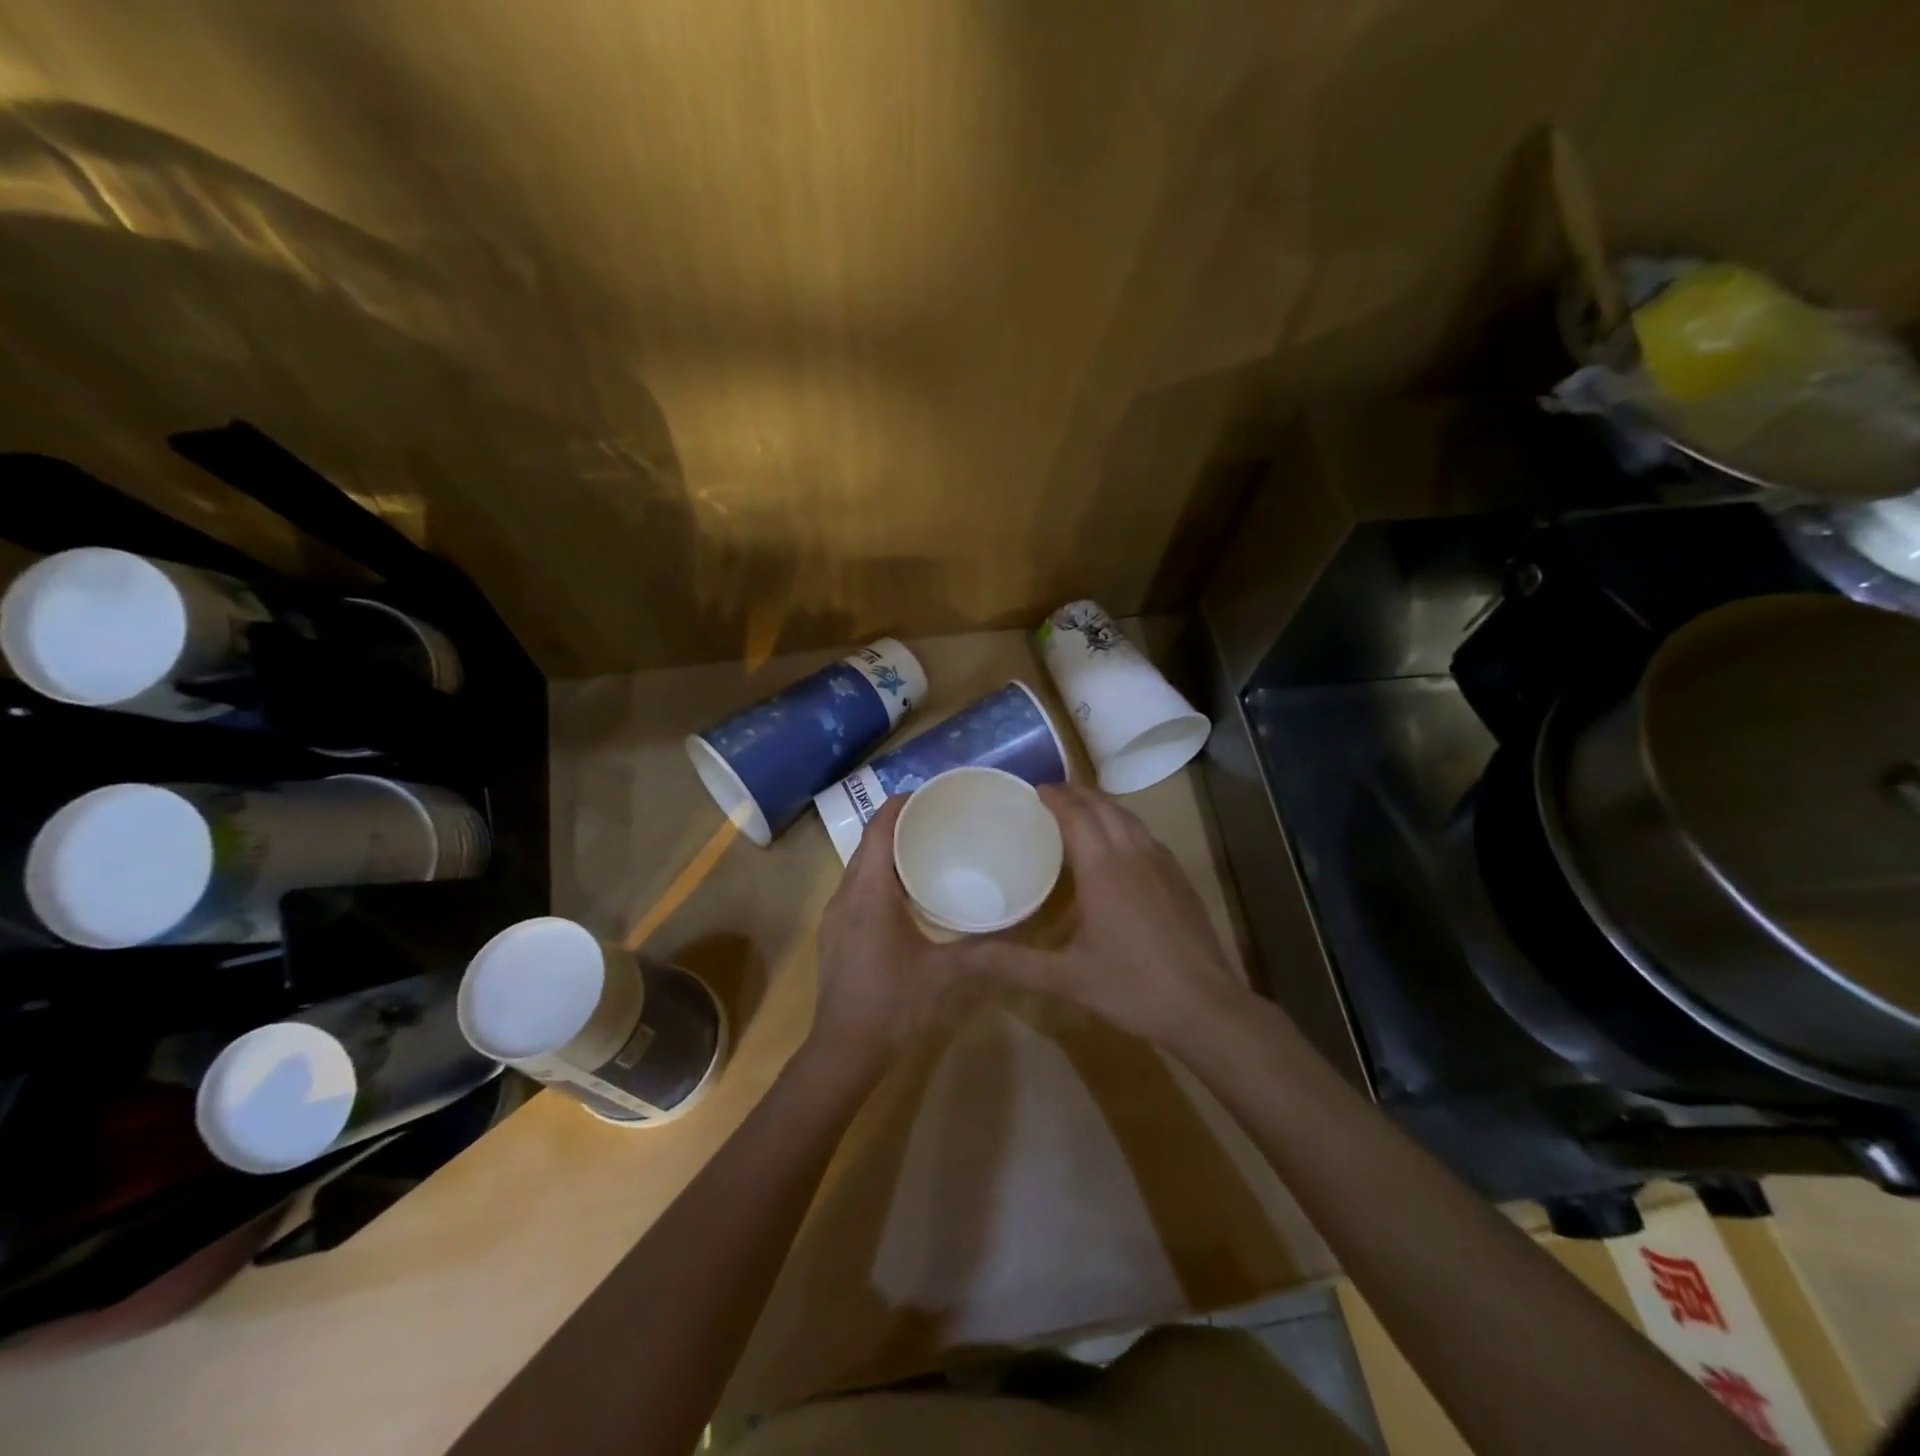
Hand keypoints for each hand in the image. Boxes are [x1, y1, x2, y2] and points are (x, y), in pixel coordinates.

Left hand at [808, 796, 987, 1074]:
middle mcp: (846, 894)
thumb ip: (983, 947)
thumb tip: (1018, 925)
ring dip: (888, 852)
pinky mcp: (835, 933)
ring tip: (926, 849)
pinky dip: (879, 877)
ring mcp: (835, 915)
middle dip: (898, 824)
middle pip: (868, 844)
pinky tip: (907, 894)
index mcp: (870, 892)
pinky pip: (856, 889)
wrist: (844, 1051)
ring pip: (860, 867)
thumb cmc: (895, 1004)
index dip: (900, 805)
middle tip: (938, 819)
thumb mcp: (946, 974)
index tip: (930, 794)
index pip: (879, 830)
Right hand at [973, 783, 1243, 1045]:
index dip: (1055, 796)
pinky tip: (1118, 847)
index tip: (1033, 790)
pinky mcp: (1180, 878)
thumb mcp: (1065, 977)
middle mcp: (1133, 853)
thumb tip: (960, 958)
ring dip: (1102, 806)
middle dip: (1076, 793)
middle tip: (1050, 796)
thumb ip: (1011, 963)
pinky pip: (1146, 834)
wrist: (1205, 1006)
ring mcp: (1162, 863)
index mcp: (1103, 868)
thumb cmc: (1131, 987)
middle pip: (1103, 806)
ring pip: (1129, 817)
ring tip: (1080, 812)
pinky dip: (1124, 825)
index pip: (1077, 813)